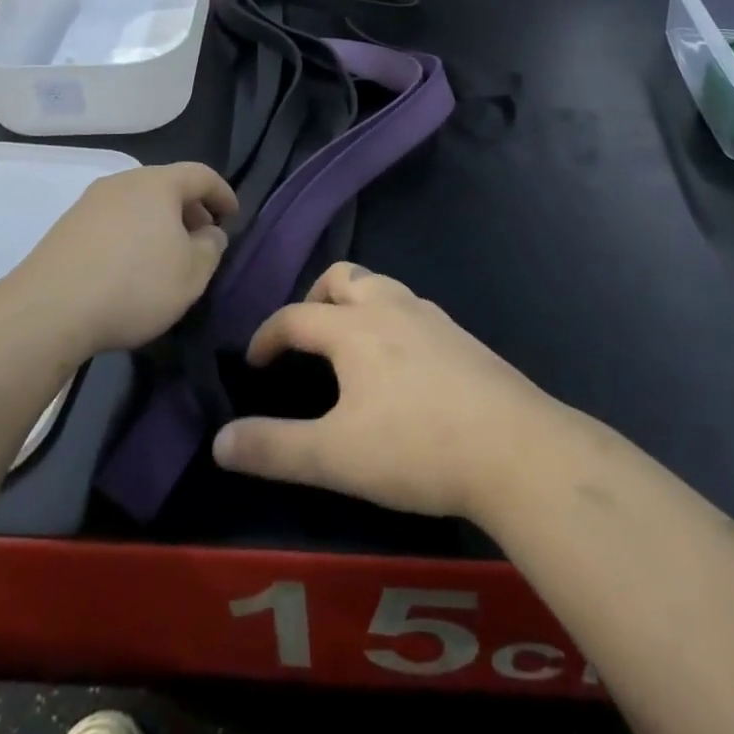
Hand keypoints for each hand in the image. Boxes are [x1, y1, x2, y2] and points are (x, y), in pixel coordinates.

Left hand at [13, 162, 236, 360]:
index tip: (233, 215)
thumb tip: (209, 233)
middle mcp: (123, 182)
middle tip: (203, 237)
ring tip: (167, 255)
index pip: (201, 175)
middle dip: (190, 208)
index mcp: (158, 183)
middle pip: (166, 185)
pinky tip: (130, 267)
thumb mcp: (192, 274)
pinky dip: (132, 234)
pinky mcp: (66, 227)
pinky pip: (113, 221)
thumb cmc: (134, 285)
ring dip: (159, 222)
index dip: (222, 193)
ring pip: (137, 203)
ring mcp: (90, 202)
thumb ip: (211, 248)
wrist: (48, 310)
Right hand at [211, 262, 553, 518]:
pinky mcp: (462, 337)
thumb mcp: (335, 457)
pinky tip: (401, 365)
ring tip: (350, 345)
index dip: (267, 335)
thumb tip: (219, 441)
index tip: (254, 361)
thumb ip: (274, 448)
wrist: (515, 449)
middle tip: (306, 336)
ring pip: (383, 287)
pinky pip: (413, 310)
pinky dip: (392, 321)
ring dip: (357, 304)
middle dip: (316, 298)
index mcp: (354, 327)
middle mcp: (391, 307)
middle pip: (344, 277)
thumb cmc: (416, 447)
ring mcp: (432, 318)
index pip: (295, 317)